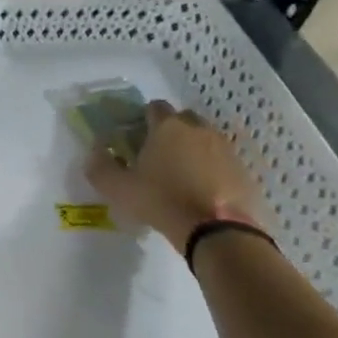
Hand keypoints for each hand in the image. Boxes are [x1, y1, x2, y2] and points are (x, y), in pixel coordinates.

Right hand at [84, 101, 264, 251]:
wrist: (217, 230)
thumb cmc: (162, 201)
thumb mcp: (119, 188)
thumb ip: (100, 167)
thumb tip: (95, 151)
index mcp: (167, 126)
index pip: (154, 107)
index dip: (143, 119)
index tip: (136, 137)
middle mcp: (198, 129)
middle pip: (183, 119)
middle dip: (171, 131)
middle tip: (159, 155)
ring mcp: (224, 148)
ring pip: (205, 138)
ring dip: (194, 149)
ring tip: (182, 175)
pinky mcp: (242, 170)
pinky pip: (222, 161)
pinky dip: (213, 169)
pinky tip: (204, 190)